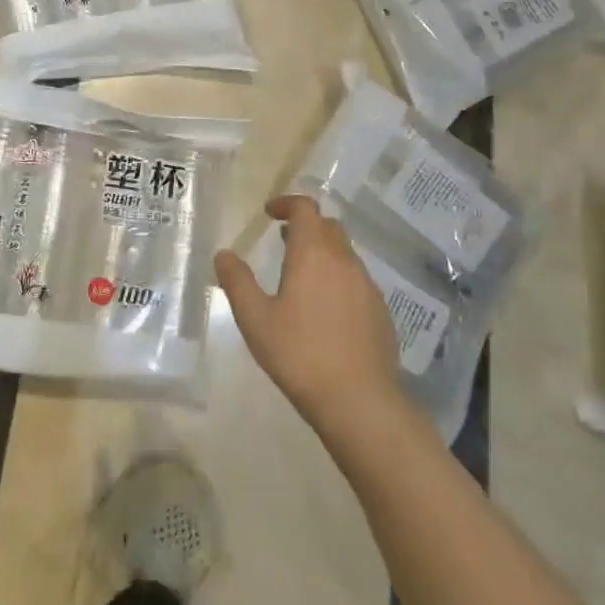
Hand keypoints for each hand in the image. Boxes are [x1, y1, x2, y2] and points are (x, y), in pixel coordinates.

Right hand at [215, 195, 405, 437]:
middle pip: (327, 226)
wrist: (360, 401)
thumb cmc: (300, 354)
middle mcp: (344, 260)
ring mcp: (367, 285)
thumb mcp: (256, 320)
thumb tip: (223, 254)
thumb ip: (237, 282)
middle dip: (305, 226)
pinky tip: (325, 310)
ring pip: (344, 253)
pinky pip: (356, 280)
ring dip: (322, 252)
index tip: (270, 213)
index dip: (287, 203)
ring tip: (301, 276)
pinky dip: (338, 278)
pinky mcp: (381, 311)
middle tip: (284, 241)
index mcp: (314, 253)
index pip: (305, 208)